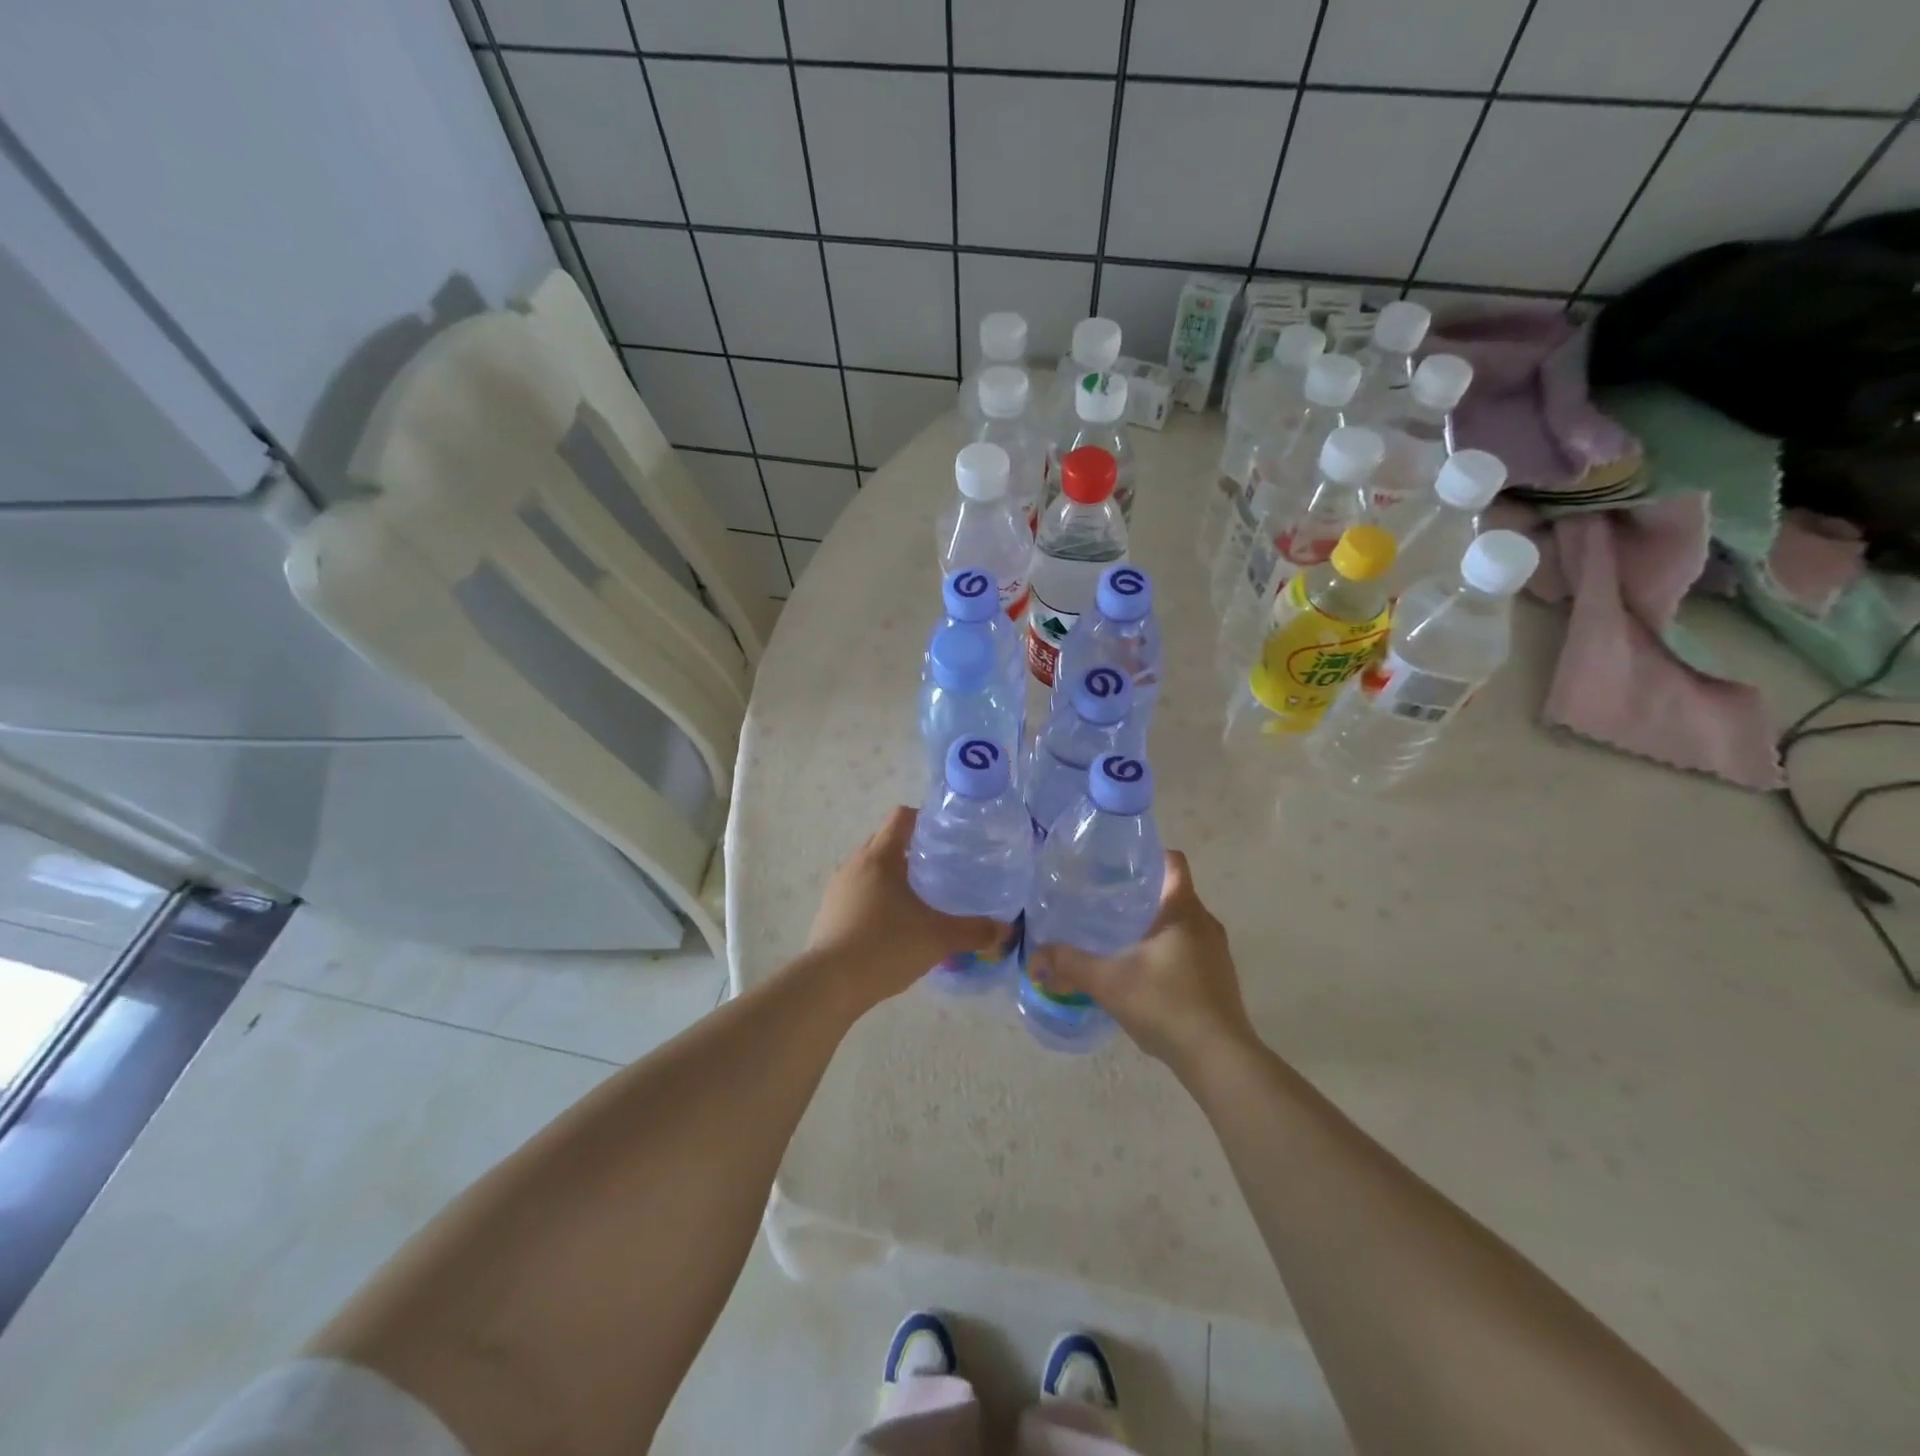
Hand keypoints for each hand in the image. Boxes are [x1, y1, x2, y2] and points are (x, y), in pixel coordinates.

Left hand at [805, 806, 1008, 1013]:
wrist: (829, 985)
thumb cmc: (885, 946)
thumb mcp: (938, 938)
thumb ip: (974, 931)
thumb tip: (1005, 929)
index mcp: (880, 857)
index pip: (902, 817)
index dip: (925, 819)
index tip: (947, 835)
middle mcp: (855, 864)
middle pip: (885, 840)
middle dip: (911, 848)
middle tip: (940, 866)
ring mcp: (838, 889)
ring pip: (870, 868)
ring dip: (892, 874)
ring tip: (920, 895)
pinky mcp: (829, 912)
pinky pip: (858, 892)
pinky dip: (876, 897)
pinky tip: (893, 923)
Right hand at [1028, 851, 1254, 1074]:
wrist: (1219, 1059)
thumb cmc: (1166, 1005)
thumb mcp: (1108, 982)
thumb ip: (1069, 964)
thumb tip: (1034, 957)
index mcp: (1183, 910)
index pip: (1173, 862)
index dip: (1148, 857)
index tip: (1117, 865)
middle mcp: (1206, 923)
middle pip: (1174, 892)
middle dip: (1142, 894)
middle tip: (1104, 901)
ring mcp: (1217, 953)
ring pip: (1182, 923)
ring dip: (1154, 925)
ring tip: (1118, 935)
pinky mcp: (1220, 979)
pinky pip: (1190, 949)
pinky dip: (1168, 951)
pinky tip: (1142, 972)